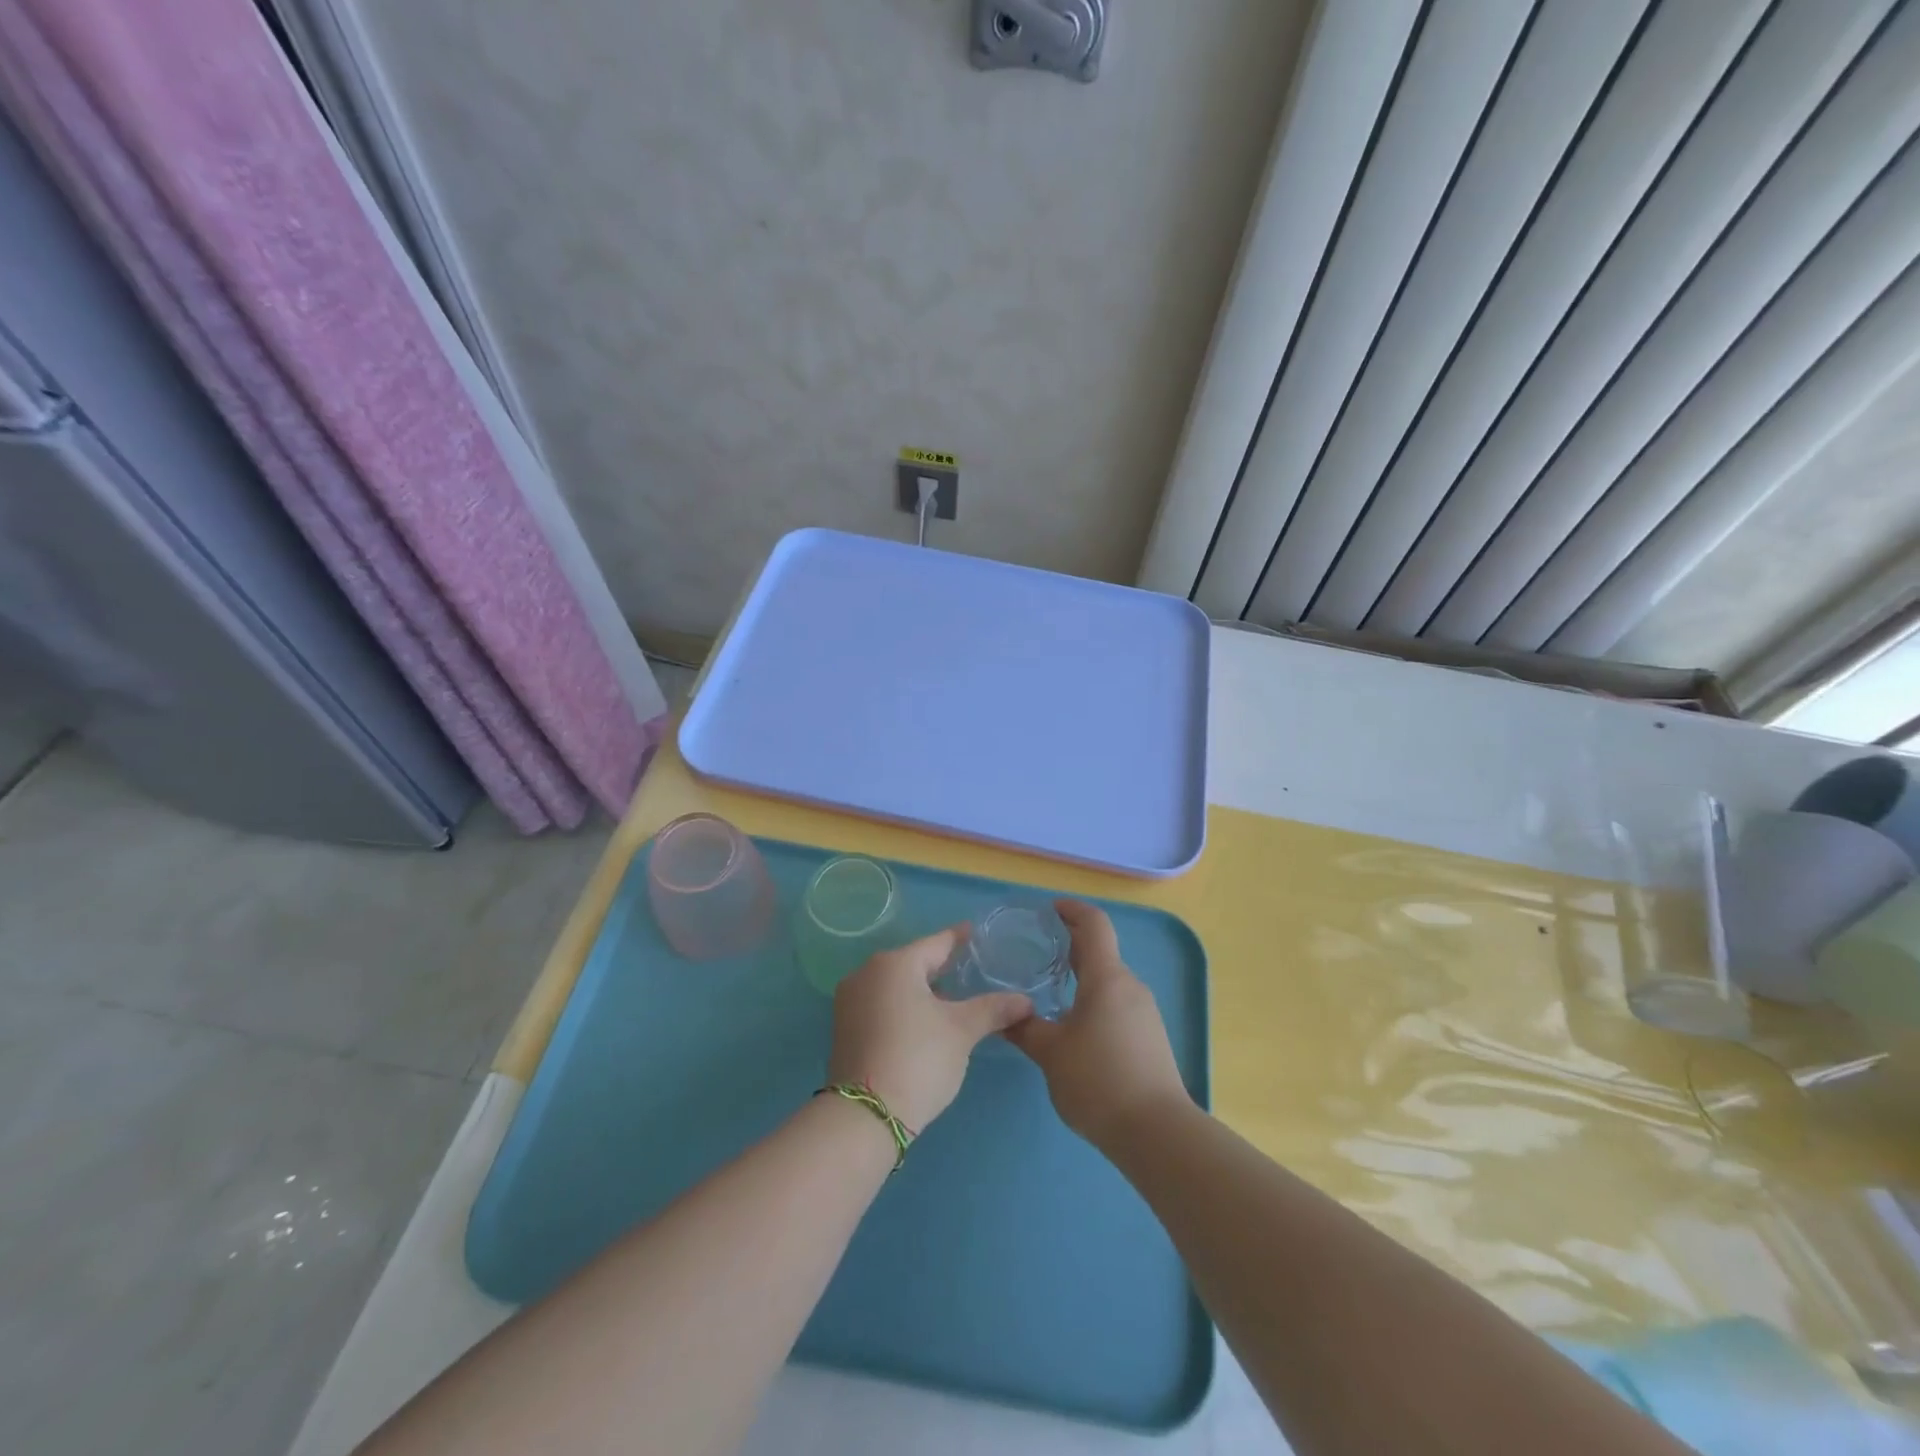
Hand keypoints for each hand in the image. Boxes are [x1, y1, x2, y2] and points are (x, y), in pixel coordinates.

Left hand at [827, 926, 1032, 1132]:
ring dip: (921, 988)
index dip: (959, 938)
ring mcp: (850, 1001)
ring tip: (950, 997)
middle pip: (913, 962)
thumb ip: (993, 1009)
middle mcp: (867, 973)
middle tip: (968, 967)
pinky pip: (881, 1003)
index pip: (936, 943)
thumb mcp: (962, 1032)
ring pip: (895, 984)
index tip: (974, 932)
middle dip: (940, 965)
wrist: (865, 1115)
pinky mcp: (844, 1027)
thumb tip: (1026, 1001)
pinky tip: (923, 1021)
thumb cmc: (918, 1059)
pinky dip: (903, 1005)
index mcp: (895, 964)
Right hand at [1005, 900, 1190, 1148]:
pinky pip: (1117, 1002)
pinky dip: (1093, 998)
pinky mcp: (1149, 1036)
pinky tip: (1072, 1023)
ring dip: (1081, 974)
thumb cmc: (1099, 1080)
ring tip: (1048, 988)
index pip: (1094, 924)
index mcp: (1107, 978)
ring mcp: (1144, 1011)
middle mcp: (1129, 986)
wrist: (1157, 1132)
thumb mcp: (1051, 1053)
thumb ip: (1024, 1028)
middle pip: (1100, 950)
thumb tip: (1003, 1015)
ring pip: (1108, 979)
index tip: (1048, 910)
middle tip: (1036, 949)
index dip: (1071, 910)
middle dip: (1070, 944)